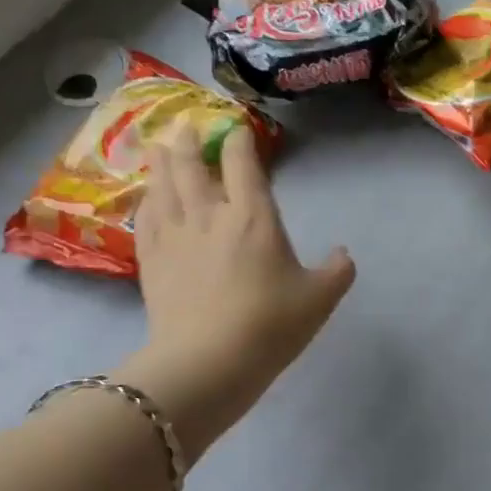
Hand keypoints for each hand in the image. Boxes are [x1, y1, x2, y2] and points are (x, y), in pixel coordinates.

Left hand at [125, 122, 354, 459]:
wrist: (207, 364)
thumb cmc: (269, 326)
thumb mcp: (318, 300)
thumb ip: (336, 272)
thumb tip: (343, 254)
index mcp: (253, 217)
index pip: (242, 163)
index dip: (239, 139)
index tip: (238, 128)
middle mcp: (210, 215)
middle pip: (193, 166)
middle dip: (190, 142)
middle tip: (186, 127)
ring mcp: (176, 236)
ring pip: (164, 186)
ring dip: (162, 162)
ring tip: (160, 147)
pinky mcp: (152, 261)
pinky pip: (147, 218)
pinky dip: (147, 200)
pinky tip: (147, 197)